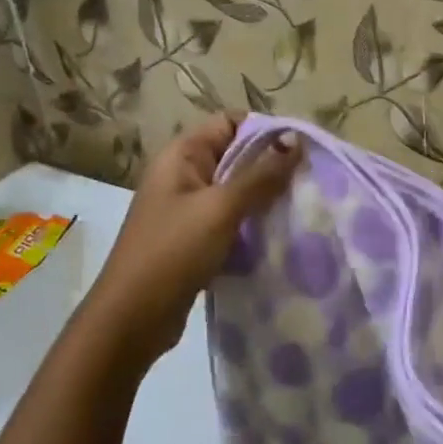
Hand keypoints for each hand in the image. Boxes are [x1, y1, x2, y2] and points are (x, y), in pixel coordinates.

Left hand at [90, 115, 301, 360]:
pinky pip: (233, 219)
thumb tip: (295, 138)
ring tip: (303, 204)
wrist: (132, 320)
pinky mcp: (196, 239)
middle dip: (272, 165)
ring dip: (266, 196)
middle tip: (310, 179)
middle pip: (237, 156)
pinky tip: (281, 233)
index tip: (302, 148)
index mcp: (182, 156)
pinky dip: (254, 223)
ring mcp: (188, 209)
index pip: (230, 123)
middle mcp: (184, 175)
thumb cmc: (173, 252)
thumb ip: (260, 174)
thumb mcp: (221, 208)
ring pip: (237, 190)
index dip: (265, 130)